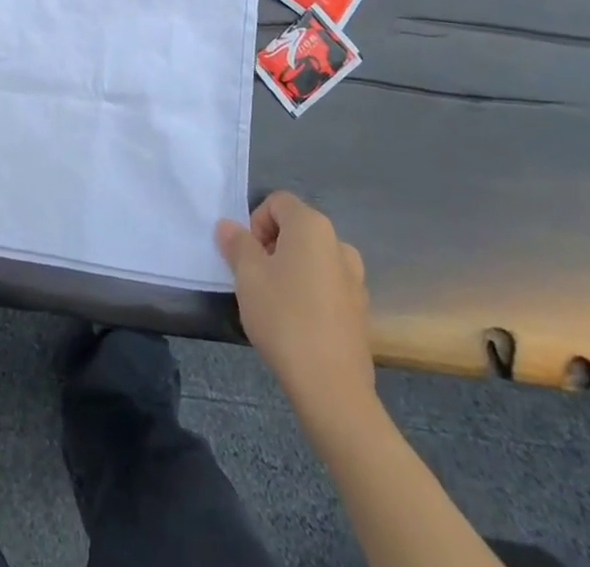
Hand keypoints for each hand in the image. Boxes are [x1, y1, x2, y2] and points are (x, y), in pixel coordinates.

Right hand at [216, 191, 376, 416]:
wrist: (332, 387)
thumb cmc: (284, 318)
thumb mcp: (248, 276)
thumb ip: (237, 244)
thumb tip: (228, 226)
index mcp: (312, 226)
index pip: (277, 202)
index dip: (256, 223)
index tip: (247, 256)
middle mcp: (339, 243)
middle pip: (296, 229)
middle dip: (272, 247)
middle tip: (255, 280)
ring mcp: (355, 279)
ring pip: (312, 259)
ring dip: (291, 270)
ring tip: (275, 304)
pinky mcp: (360, 311)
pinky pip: (327, 287)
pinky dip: (310, 294)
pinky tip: (298, 325)